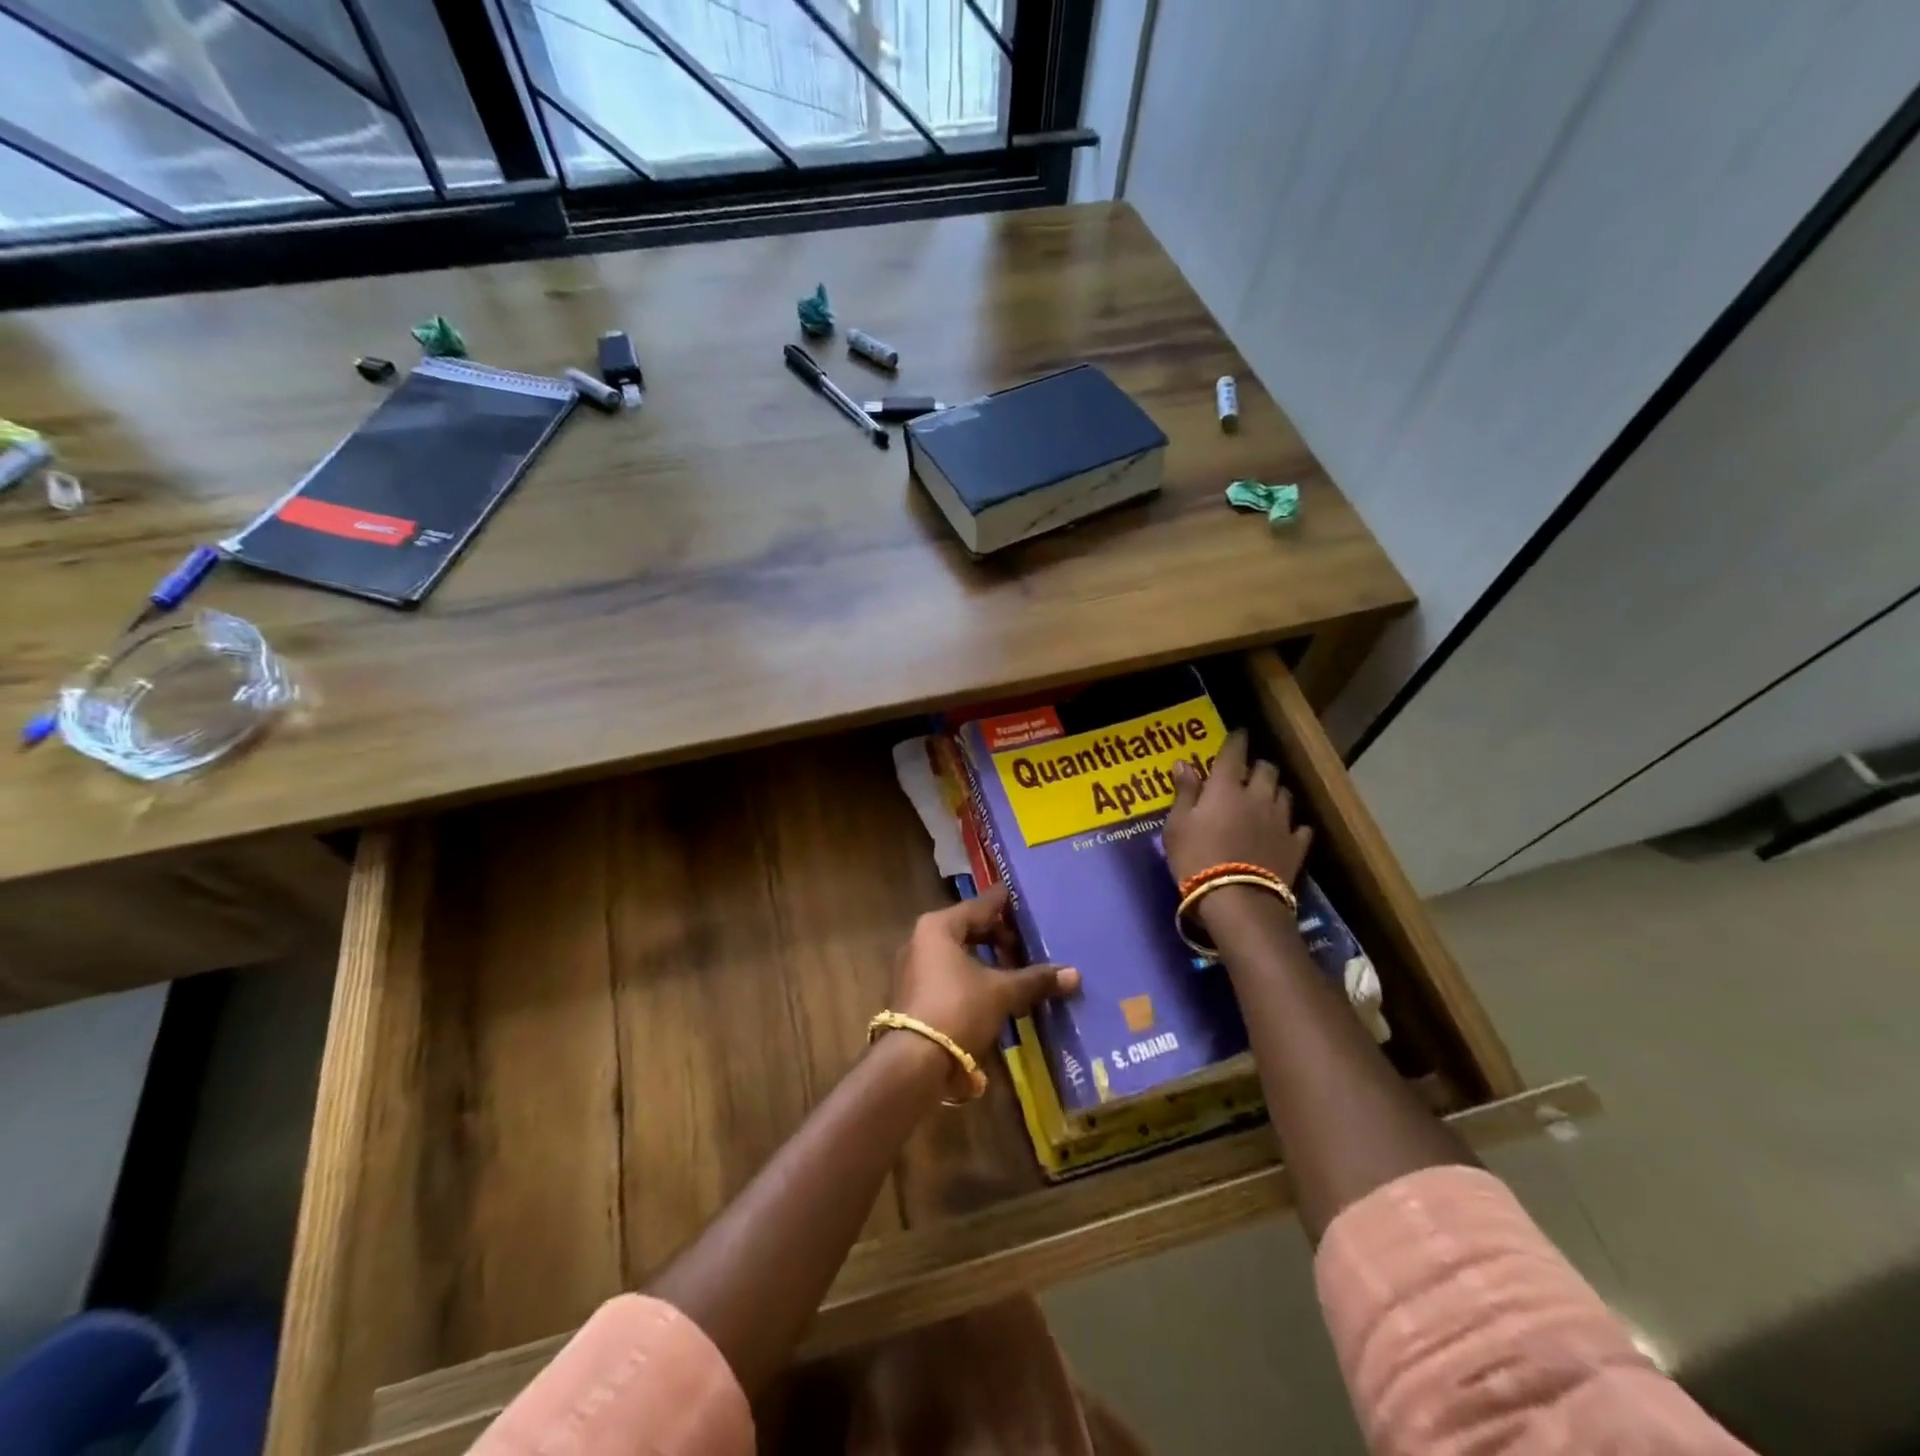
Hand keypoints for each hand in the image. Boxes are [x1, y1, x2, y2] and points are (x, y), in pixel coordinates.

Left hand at [889, 885, 1079, 1068]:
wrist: (914, 1064)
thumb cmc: (958, 1009)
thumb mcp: (1002, 992)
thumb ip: (1035, 979)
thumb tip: (1074, 974)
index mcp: (938, 927)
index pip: (979, 905)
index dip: (1004, 903)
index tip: (1023, 898)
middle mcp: (920, 940)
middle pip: (967, 929)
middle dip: (998, 937)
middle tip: (1027, 945)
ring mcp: (913, 969)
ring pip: (958, 954)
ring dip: (986, 960)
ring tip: (1015, 970)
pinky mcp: (914, 995)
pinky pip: (949, 975)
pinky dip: (972, 978)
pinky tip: (994, 993)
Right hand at [1163, 729, 1312, 889]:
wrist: (1237, 900)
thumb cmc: (1197, 859)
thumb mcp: (1177, 826)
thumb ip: (1184, 793)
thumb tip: (1184, 763)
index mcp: (1226, 788)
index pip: (1234, 753)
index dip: (1236, 740)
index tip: (1238, 733)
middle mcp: (1258, 796)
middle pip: (1267, 769)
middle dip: (1258, 767)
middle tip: (1249, 773)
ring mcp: (1281, 821)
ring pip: (1285, 794)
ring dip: (1275, 791)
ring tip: (1267, 798)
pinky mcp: (1296, 846)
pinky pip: (1300, 828)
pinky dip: (1293, 825)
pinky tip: (1286, 830)